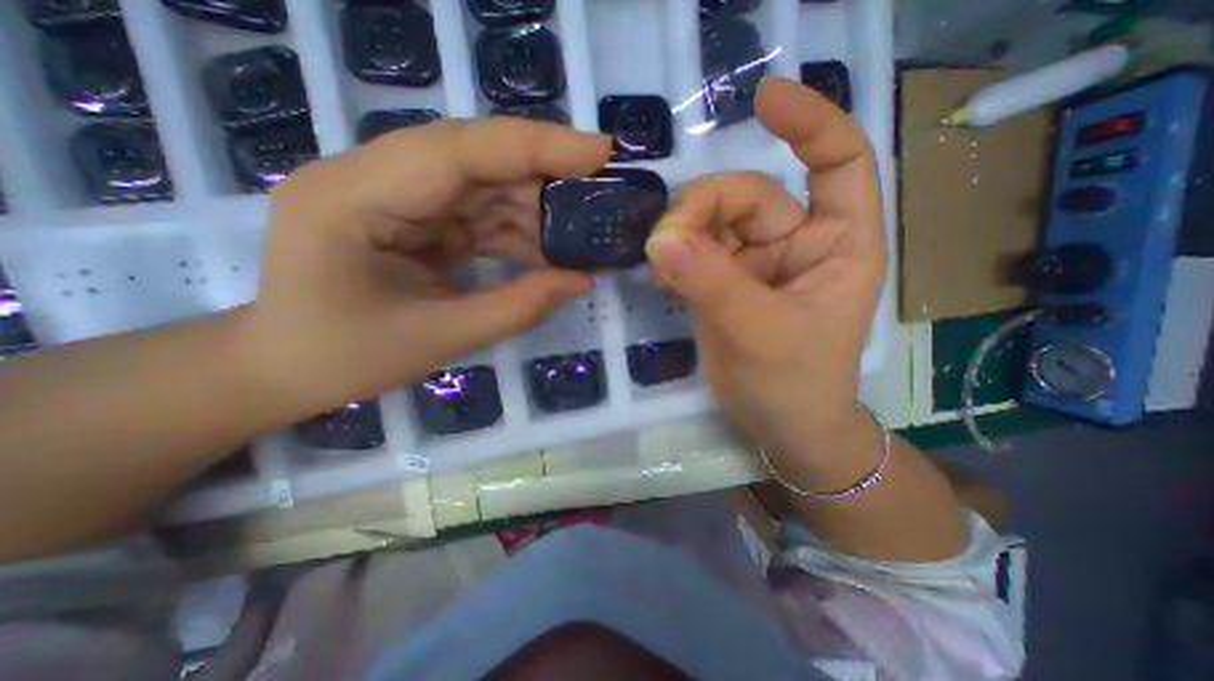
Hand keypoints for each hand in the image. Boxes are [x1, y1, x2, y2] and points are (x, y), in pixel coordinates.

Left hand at [239, 120, 613, 423]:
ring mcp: (394, 194)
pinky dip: (517, 231)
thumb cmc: (345, 359)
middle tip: (602, 198)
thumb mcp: (439, 338)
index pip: (459, 150)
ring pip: (483, 184)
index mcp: (354, 197)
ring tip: (580, 238)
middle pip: (476, 158)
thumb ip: (518, 307)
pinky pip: (477, 211)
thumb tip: (583, 280)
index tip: (600, 152)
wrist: (286, 367)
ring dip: (535, 210)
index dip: (536, 146)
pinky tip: (546, 254)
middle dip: (545, 177)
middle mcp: (371, 177)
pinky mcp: (413, 216)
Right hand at [650, 78, 888, 456]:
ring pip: (711, 223)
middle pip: (746, 196)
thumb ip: (713, 284)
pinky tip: (660, 274)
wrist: (778, 424)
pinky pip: (692, 251)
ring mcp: (753, 262)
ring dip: (681, 234)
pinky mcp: (721, 281)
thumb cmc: (794, 384)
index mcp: (837, 244)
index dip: (810, 123)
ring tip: (660, 262)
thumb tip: (661, 239)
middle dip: (703, 209)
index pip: (838, 161)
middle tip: (666, 241)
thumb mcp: (760, 333)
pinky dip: (672, 257)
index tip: (762, 100)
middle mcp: (795, 243)